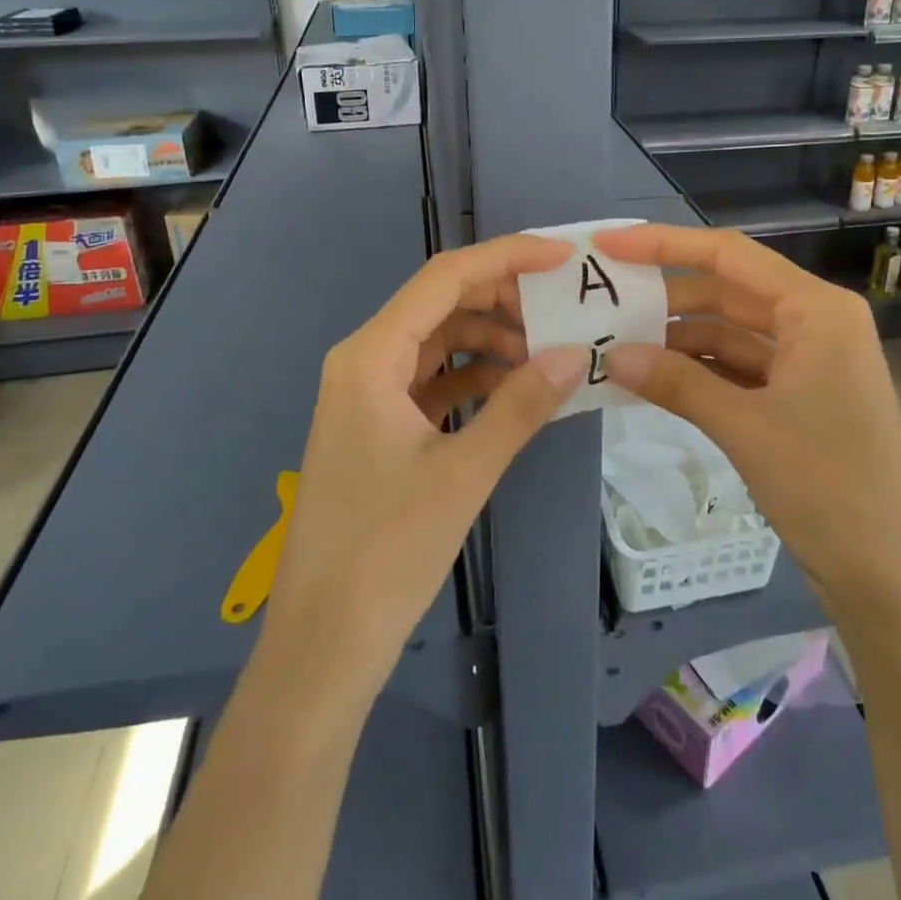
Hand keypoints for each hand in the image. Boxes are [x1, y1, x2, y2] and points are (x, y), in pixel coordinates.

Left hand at [265, 234, 589, 694]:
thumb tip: (576, 353)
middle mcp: (364, 360)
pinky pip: (434, 379)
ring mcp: (369, 393)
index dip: (507, 258)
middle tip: (566, 310)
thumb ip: (521, 405)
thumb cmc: (386, 551)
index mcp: (371, 355)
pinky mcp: (379, 425)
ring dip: (493, 340)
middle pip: (442, 304)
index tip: (564, 257)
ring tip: (550, 353)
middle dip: (505, 299)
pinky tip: (518, 389)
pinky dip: (476, 377)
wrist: (324, 641)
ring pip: (440, 341)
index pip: (445, 278)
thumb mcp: (464, 472)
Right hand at [596, 225, 900, 615]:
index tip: (608, 244)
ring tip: (617, 347)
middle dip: (666, 298)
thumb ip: (677, 382)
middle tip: (604, 304)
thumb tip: (611, 355)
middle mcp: (814, 323)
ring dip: (678, 339)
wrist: (890, 578)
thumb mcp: (745, 427)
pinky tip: (653, 380)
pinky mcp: (799, 398)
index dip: (664, 244)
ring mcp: (808, 362)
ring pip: (729, 332)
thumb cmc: (830, 488)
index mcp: (816, 310)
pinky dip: (698, 372)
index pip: (729, 255)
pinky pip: (738, 368)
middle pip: (727, 291)